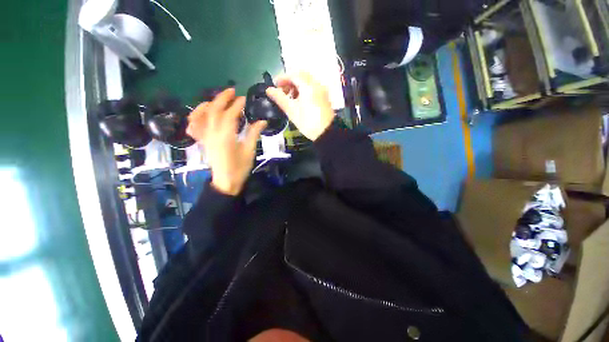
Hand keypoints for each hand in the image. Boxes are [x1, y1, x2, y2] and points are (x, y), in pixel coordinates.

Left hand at [186, 88, 266, 195]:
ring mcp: (205, 137)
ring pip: (201, 115)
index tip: (244, 98)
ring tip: (217, 99)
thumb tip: (262, 121)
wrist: (225, 182)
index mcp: (226, 136)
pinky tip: (202, 113)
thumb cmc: (240, 168)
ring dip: (208, 104)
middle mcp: (212, 133)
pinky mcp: (202, 141)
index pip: (230, 114)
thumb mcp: (249, 151)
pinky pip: (194, 126)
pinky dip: (196, 116)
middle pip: (213, 110)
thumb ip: (254, 134)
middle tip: (232, 91)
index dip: (237, 104)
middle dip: (222, 98)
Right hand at [265, 72, 334, 140]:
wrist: (325, 133)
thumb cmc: (307, 122)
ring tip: (291, 98)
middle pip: (301, 76)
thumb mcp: (291, 111)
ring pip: (307, 81)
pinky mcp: (325, 97)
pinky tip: (300, 101)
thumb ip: (279, 98)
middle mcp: (317, 84)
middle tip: (283, 91)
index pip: (293, 75)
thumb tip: (269, 90)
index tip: (275, 86)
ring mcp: (322, 90)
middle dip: (290, 81)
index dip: (282, 79)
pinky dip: (305, 90)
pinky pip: (313, 87)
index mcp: (308, 86)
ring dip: (297, 85)